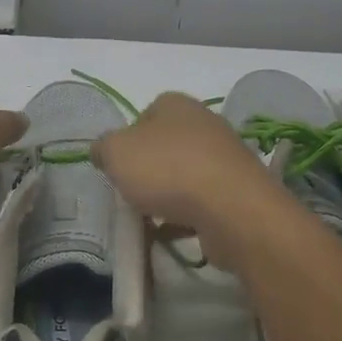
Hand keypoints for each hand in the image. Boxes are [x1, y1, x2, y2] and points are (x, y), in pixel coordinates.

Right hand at [90, 93, 281, 268]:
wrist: (231, 209)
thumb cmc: (167, 169)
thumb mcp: (116, 152)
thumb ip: (103, 148)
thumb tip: (102, 151)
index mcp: (176, 104)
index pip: (145, 115)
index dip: (128, 140)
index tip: (119, 166)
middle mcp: (205, 123)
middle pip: (165, 147)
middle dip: (148, 171)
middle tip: (132, 193)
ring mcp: (226, 158)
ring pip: (185, 176)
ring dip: (168, 197)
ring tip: (150, 221)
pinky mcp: (239, 192)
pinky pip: (203, 203)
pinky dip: (187, 217)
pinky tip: (172, 235)